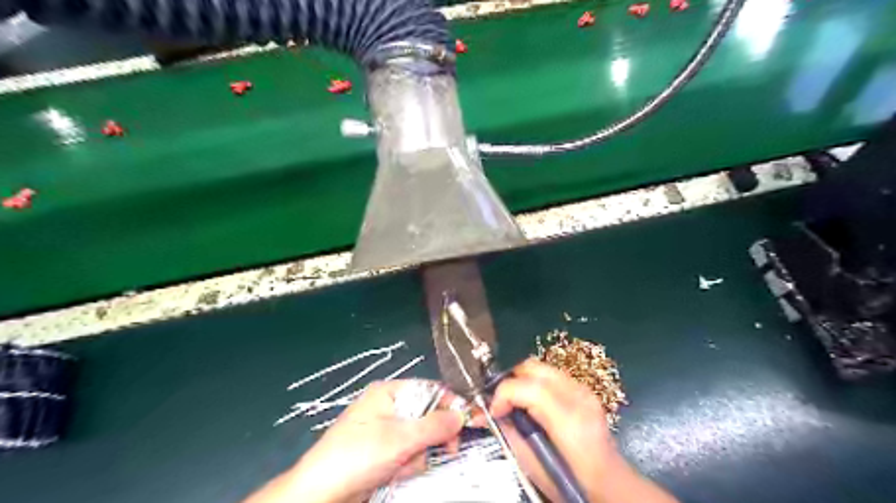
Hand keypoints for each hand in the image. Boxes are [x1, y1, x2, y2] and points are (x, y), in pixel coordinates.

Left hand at [245, 382, 464, 502]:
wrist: (321, 494)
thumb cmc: (359, 454)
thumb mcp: (402, 438)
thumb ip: (436, 425)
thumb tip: (462, 415)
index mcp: (389, 392)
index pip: (430, 389)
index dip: (449, 404)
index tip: (464, 423)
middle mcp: (388, 407)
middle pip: (427, 416)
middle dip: (430, 438)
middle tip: (443, 450)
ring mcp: (384, 430)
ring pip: (419, 439)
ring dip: (416, 456)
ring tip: (400, 466)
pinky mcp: (381, 452)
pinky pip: (407, 454)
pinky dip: (405, 465)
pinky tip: (393, 474)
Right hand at [492, 358, 675, 501]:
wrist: (610, 483)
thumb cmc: (570, 481)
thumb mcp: (532, 463)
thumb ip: (508, 431)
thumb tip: (483, 414)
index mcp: (568, 419)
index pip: (528, 387)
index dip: (503, 393)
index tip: (492, 411)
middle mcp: (578, 396)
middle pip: (533, 367)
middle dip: (510, 381)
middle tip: (502, 404)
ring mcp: (584, 389)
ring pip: (541, 367)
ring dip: (522, 381)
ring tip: (515, 403)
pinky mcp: (585, 389)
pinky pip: (551, 375)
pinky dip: (535, 383)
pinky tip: (534, 404)